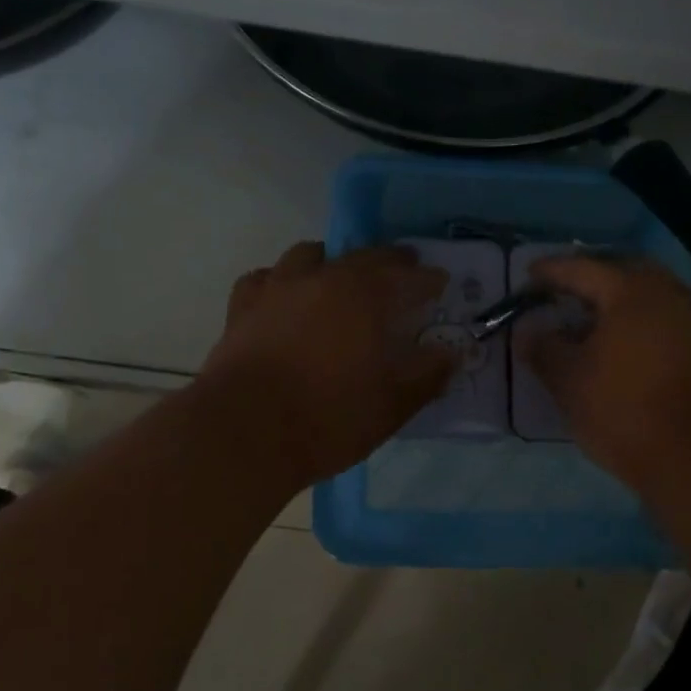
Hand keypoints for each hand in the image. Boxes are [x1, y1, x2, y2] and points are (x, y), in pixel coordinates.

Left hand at [200, 242, 453, 485]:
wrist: (243, 433)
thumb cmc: (327, 419)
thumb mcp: (390, 406)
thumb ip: (425, 376)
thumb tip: (448, 355)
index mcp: (363, 295)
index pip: (406, 276)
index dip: (427, 279)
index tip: (440, 283)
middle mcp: (320, 278)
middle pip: (361, 257)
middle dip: (387, 263)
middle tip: (402, 272)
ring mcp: (276, 289)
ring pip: (308, 256)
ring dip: (332, 262)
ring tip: (340, 280)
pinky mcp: (241, 308)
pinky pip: (265, 280)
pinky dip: (282, 283)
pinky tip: (284, 299)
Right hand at [522, 254, 690, 491]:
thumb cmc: (622, 408)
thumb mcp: (567, 379)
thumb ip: (542, 347)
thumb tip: (526, 330)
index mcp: (629, 290)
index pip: (582, 269)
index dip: (550, 272)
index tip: (527, 275)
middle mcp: (665, 293)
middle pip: (620, 273)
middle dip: (589, 279)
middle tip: (561, 292)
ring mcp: (690, 318)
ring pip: (645, 294)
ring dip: (614, 301)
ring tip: (586, 320)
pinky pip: (660, 316)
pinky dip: (635, 320)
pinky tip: (617, 343)